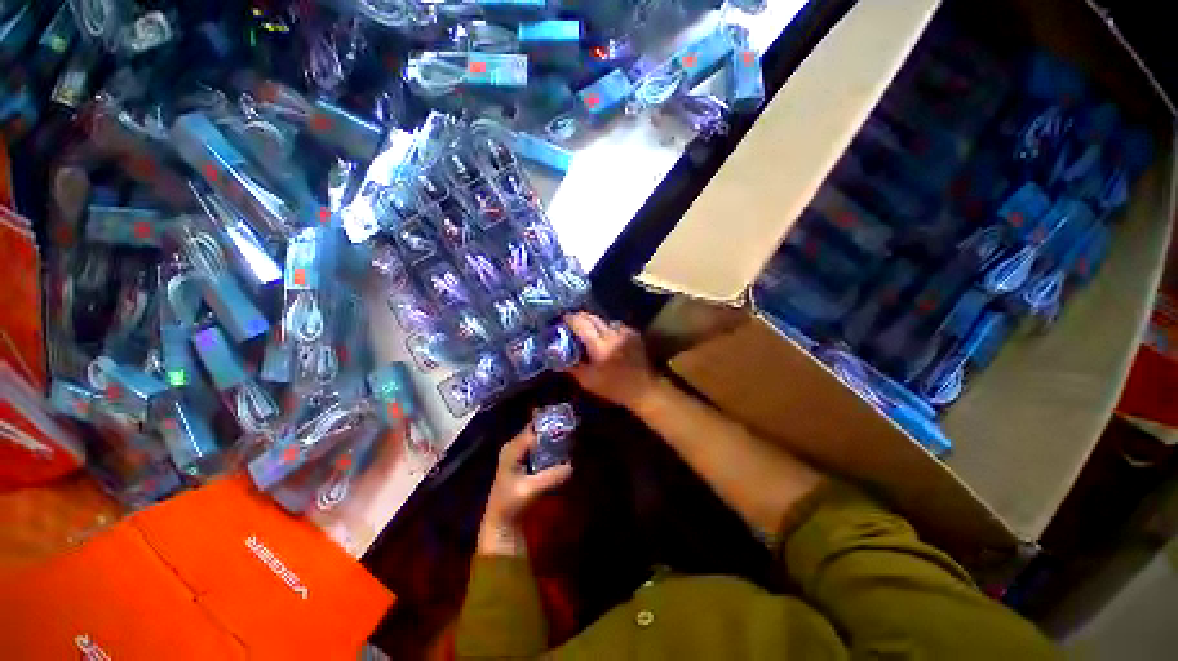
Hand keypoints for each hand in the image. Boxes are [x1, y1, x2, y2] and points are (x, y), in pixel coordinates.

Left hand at [477, 425, 571, 556]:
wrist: (501, 522)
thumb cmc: (511, 504)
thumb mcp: (531, 489)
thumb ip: (551, 476)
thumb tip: (572, 466)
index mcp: (512, 448)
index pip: (533, 429)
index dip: (549, 423)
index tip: (567, 420)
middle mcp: (514, 446)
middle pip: (536, 431)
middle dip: (552, 428)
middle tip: (572, 426)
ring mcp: (518, 454)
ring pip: (538, 439)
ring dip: (552, 438)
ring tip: (571, 435)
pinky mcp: (523, 462)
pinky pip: (539, 448)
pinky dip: (550, 448)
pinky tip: (563, 450)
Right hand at [564, 312, 658, 410]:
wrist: (643, 389)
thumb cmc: (613, 388)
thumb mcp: (588, 381)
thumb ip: (572, 368)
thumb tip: (558, 360)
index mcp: (599, 346)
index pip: (581, 324)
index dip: (570, 319)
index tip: (563, 320)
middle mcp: (612, 335)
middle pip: (593, 318)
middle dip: (581, 318)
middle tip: (573, 323)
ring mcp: (624, 333)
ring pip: (605, 321)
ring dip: (596, 324)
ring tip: (591, 332)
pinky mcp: (634, 334)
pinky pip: (616, 326)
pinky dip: (609, 329)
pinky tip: (608, 339)